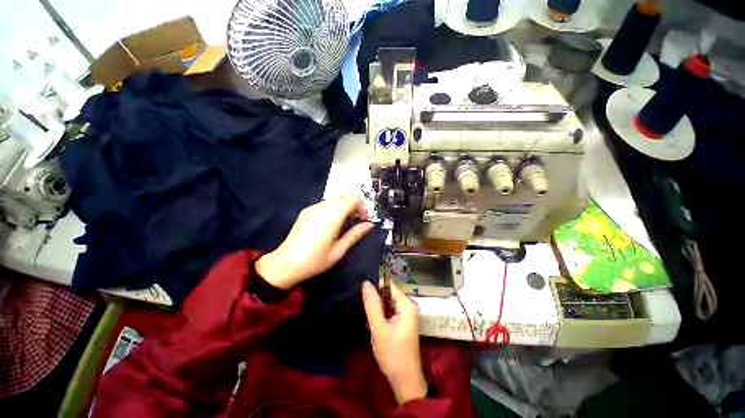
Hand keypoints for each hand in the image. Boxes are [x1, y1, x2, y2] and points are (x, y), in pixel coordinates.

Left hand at [256, 194, 373, 289]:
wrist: (285, 264)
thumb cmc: (315, 260)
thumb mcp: (339, 250)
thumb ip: (355, 234)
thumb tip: (370, 225)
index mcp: (332, 216)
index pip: (352, 199)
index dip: (362, 207)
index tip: (363, 220)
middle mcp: (322, 207)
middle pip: (344, 196)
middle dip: (354, 206)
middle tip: (355, 222)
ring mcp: (312, 208)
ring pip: (334, 199)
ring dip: (343, 207)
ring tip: (343, 225)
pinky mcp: (306, 211)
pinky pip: (324, 204)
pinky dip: (333, 209)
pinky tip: (330, 225)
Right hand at [362, 280, 427, 404]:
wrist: (405, 379)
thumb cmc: (392, 354)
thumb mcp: (379, 329)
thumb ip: (372, 305)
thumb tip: (366, 283)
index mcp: (407, 304)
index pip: (389, 285)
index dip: (376, 285)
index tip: (362, 288)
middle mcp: (409, 305)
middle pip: (389, 293)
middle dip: (376, 297)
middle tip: (362, 303)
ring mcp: (407, 313)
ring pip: (388, 302)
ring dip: (377, 306)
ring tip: (365, 310)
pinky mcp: (403, 321)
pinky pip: (390, 310)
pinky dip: (381, 313)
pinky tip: (373, 319)